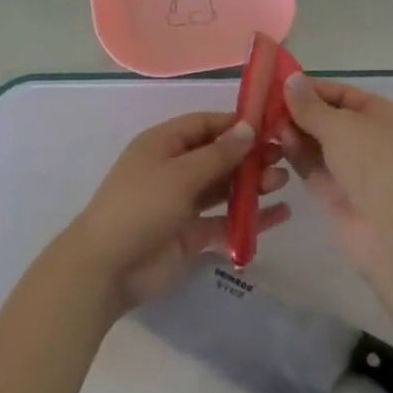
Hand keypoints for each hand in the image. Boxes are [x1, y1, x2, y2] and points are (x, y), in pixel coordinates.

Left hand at [66, 112, 289, 310]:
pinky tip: (280, 215)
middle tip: (284, 156)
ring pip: (224, 188)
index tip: (270, 125)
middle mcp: (174, 169)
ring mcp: (183, 203)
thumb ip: (218, 154)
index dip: (235, 124)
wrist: (108, 268)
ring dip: (252, 184)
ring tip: (283, 182)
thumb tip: (248, 128)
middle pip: (218, 155)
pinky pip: (226, 221)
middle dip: (249, 155)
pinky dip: (250, 218)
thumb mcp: (180, 174)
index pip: (204, 124)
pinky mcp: (191, 235)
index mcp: (163, 144)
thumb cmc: (141, 207)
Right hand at [280, 75, 392, 273]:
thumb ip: (310, 106)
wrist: (392, 230)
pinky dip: (295, 156)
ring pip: (316, 144)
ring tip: (268, 128)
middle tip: (263, 107)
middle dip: (298, 113)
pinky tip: (277, 147)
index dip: (311, 89)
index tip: (277, 84)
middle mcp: (368, 139)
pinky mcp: (336, 193)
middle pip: (326, 119)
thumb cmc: (374, 162)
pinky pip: (311, 167)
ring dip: (293, 134)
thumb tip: (291, 79)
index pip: (341, 94)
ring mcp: (352, 168)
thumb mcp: (340, 125)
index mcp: (381, 115)